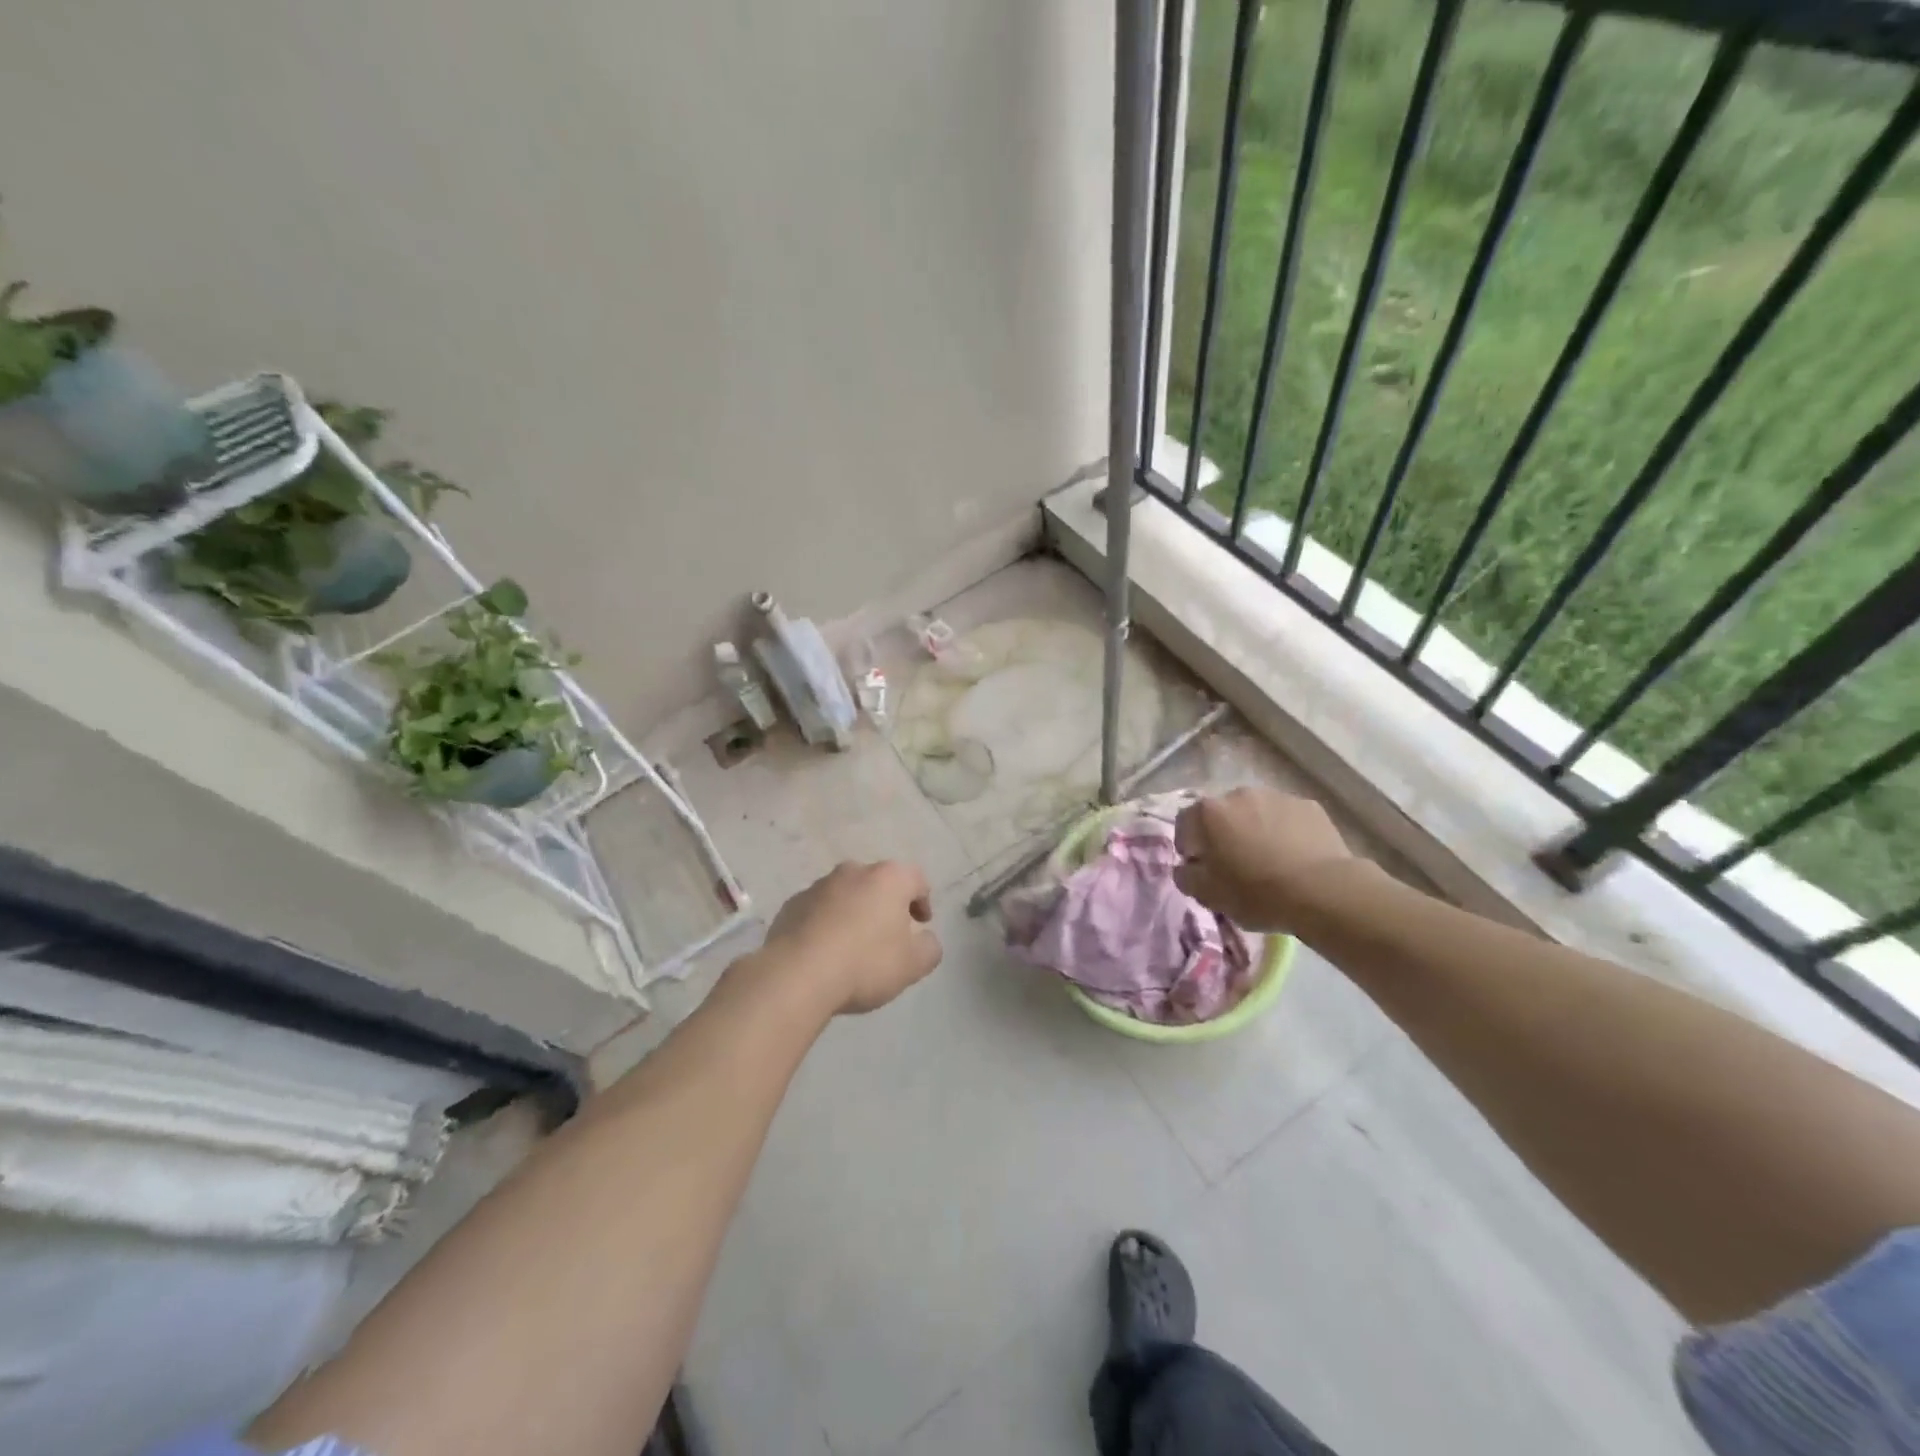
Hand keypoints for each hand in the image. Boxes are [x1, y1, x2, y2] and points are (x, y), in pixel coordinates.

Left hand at [758, 861, 943, 1014]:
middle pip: (878, 884)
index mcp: (888, 878)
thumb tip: (925, 939)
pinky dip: (825, 924)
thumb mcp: (913, 965)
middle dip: (886, 905)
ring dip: (853, 913)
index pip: (916, 879)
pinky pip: (818, 911)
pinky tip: (824, 952)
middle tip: (889, 935)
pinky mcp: (791, 905)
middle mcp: (853, 872)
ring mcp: (818, 886)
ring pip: (846, 895)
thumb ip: (929, 948)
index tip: (921, 925)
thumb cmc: (865, 963)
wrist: (796, 975)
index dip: (923, 901)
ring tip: (853, 947)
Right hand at [1173, 787, 1358, 932]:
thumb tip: (1186, 867)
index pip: (1185, 822)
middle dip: (1224, 834)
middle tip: (1234, 863)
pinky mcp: (1309, 806)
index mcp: (1209, 812)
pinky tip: (1295, 857)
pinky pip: (1287, 818)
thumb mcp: (1208, 895)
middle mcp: (1239, 794)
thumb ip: (1186, 876)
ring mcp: (1277, 796)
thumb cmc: (1256, 892)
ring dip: (1255, 829)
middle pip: (1222, 813)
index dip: (1188, 845)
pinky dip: (1285, 831)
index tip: (1199, 867)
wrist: (1322, 891)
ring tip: (1268, 860)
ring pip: (1256, 812)